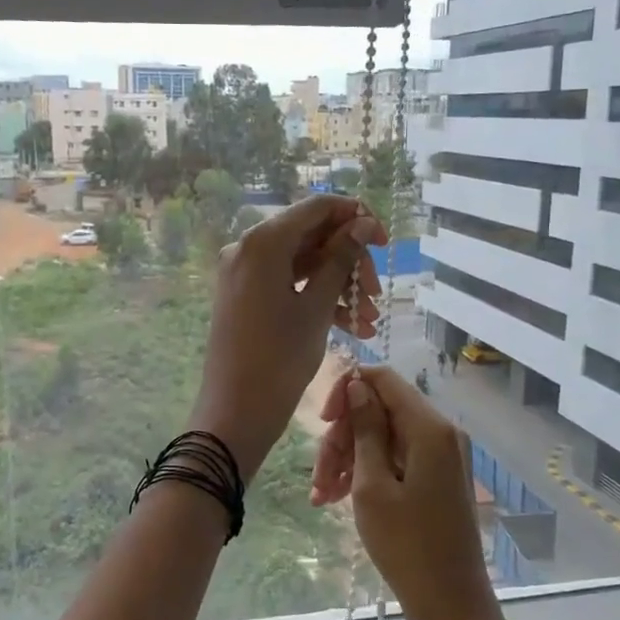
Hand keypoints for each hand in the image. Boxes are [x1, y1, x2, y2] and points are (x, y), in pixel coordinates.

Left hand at [189, 196, 386, 480]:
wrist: (235, 412)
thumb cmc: (279, 358)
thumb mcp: (317, 307)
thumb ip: (341, 260)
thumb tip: (363, 224)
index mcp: (263, 241)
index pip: (317, 208)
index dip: (356, 218)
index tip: (385, 243)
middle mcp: (248, 247)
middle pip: (311, 237)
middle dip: (350, 262)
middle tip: (377, 294)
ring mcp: (244, 273)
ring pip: (302, 264)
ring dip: (339, 286)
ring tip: (370, 320)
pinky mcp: (245, 296)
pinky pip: (287, 284)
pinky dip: (317, 298)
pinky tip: (351, 327)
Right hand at [310, 365, 501, 619]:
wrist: (452, 607)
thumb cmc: (407, 548)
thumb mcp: (373, 486)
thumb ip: (365, 429)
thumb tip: (357, 384)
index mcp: (430, 428)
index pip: (383, 379)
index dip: (347, 391)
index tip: (321, 422)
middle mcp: (441, 432)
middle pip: (380, 409)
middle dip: (343, 435)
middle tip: (319, 475)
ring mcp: (441, 455)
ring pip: (383, 435)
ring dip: (349, 457)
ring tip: (322, 495)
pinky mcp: (437, 477)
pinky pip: (396, 457)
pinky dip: (367, 471)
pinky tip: (338, 497)